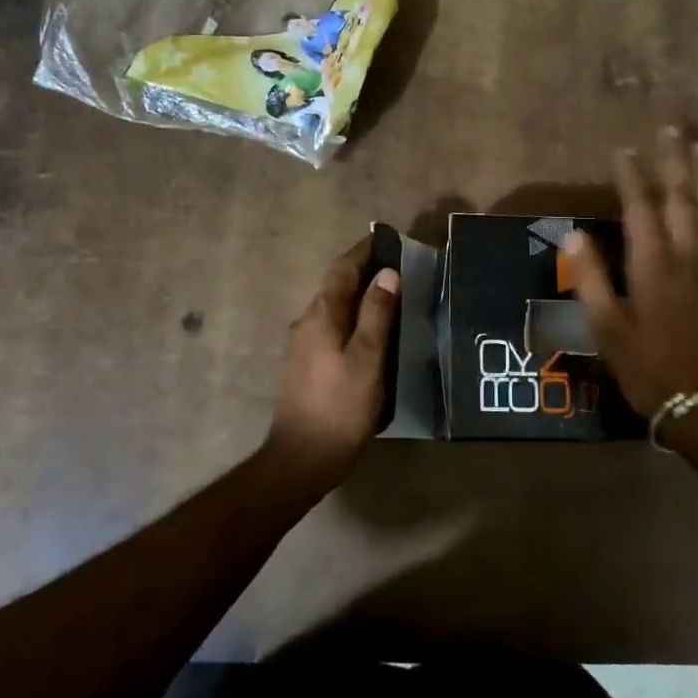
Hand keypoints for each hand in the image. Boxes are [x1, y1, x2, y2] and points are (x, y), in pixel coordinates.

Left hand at [265, 238, 399, 491]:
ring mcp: (302, 346)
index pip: (341, 270)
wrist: (301, 459)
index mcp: (321, 315)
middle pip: (335, 287)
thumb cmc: (340, 407)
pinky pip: (332, 328)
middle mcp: (306, 323)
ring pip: (334, 309)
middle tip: (396, 266)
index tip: (385, 238)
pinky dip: (353, 319)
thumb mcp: (367, 358)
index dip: (363, 252)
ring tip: (390, 296)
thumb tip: (387, 274)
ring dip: (358, 296)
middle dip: (363, 272)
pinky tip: (371, 332)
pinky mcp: (306, 366)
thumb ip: (377, 314)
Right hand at [566, 127, 697, 425]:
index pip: (640, 209)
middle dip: (674, 163)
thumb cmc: (647, 366)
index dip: (631, 177)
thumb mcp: (605, 328)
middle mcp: (685, 258)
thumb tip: (574, 235)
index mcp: (651, 265)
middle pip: (681, 200)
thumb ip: (591, 279)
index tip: (623, 150)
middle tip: (671, 129)